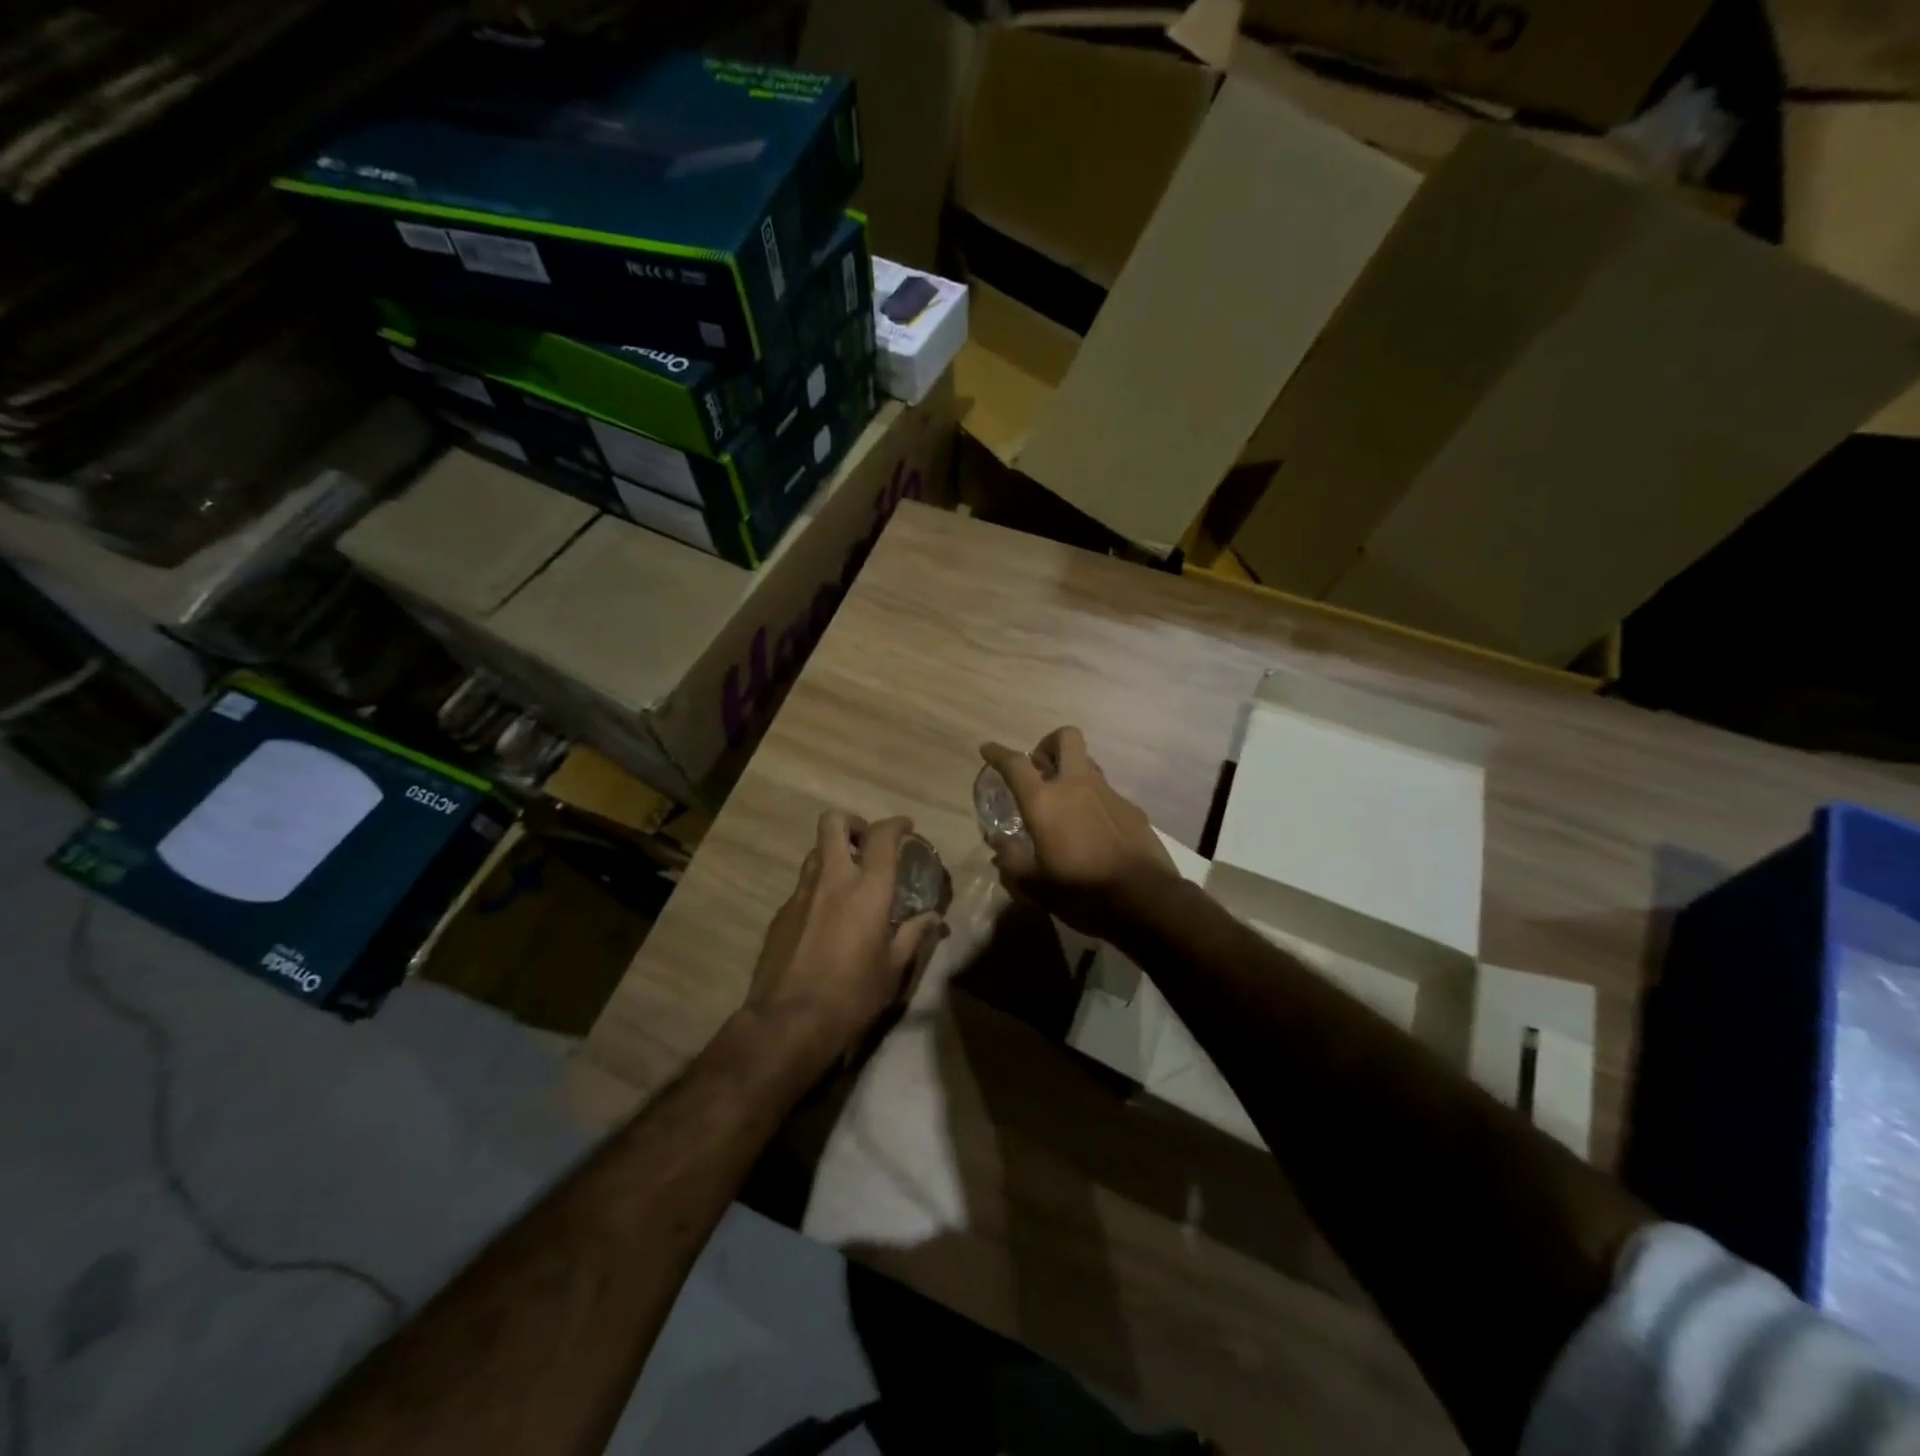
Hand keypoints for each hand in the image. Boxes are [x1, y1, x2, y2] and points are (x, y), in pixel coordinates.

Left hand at [744, 812, 943, 1071]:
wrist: (788, 1023)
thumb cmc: (852, 995)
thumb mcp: (892, 969)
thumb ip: (913, 935)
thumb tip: (933, 919)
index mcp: (867, 889)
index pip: (882, 836)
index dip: (896, 824)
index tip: (906, 828)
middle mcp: (832, 880)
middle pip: (833, 823)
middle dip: (852, 823)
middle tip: (867, 843)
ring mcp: (800, 894)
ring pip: (815, 852)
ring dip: (833, 855)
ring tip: (849, 881)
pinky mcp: (780, 914)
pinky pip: (802, 887)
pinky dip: (818, 889)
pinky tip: (826, 919)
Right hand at [979, 728, 1174, 938]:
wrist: (1144, 900)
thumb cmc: (1080, 890)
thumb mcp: (1034, 885)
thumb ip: (1011, 861)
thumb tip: (1000, 846)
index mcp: (1045, 801)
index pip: (1016, 764)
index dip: (998, 753)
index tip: (988, 749)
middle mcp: (1076, 786)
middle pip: (1066, 738)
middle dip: (1049, 744)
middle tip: (1039, 768)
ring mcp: (1108, 794)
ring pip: (1088, 763)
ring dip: (1072, 772)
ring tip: (1065, 802)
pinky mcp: (1132, 809)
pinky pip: (1107, 793)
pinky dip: (1094, 801)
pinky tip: (1092, 830)